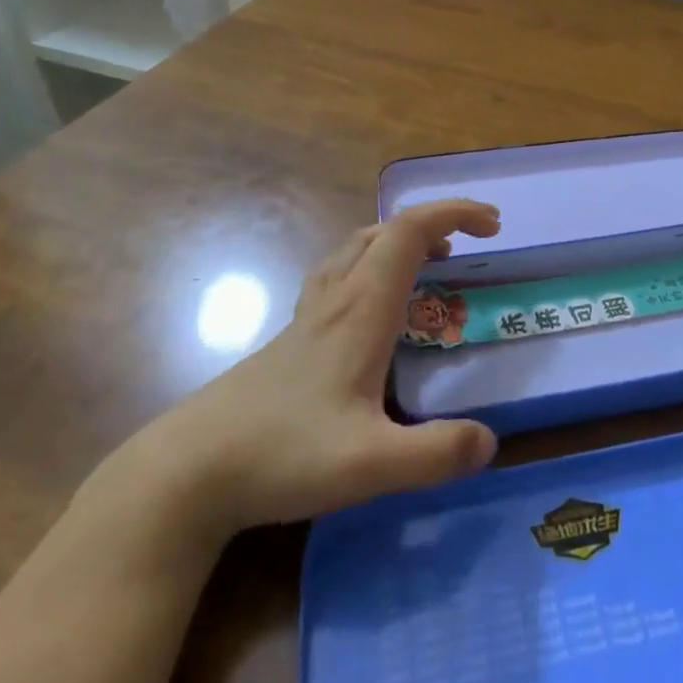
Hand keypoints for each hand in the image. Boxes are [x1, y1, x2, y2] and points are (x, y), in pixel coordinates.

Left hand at [92, 199, 502, 557]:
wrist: (189, 469)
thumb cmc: (281, 455)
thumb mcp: (368, 465)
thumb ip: (434, 454)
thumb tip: (491, 441)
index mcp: (362, 308)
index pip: (410, 231)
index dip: (453, 213)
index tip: (492, 224)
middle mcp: (337, 297)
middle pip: (387, 230)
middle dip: (437, 223)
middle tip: (473, 244)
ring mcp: (309, 313)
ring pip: (359, 246)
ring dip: (403, 239)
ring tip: (433, 263)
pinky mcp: (292, 334)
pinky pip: (340, 271)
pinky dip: (373, 262)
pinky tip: (375, 303)